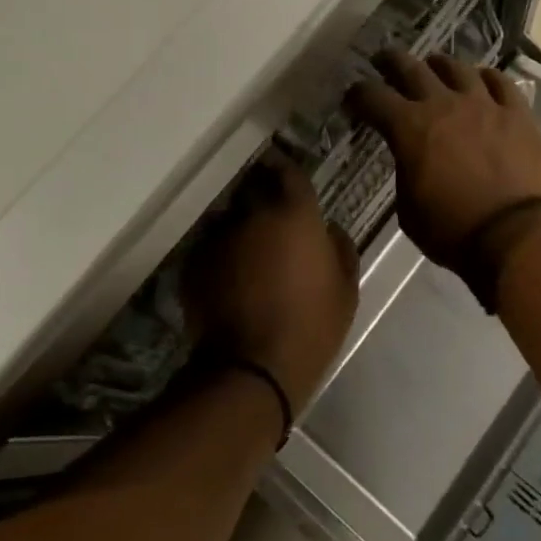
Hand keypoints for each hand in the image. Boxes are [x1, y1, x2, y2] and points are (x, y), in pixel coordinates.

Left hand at [181, 154, 359, 411]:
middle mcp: (252, 214)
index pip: (287, 171)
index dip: (286, 171)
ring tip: (246, 255)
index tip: (286, 177)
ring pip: (227, 220)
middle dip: (260, 199)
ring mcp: (218, 238)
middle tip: (271, 223)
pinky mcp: (194, 263)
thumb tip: (329, 229)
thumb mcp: (346, 289)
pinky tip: (227, 280)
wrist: (253, 368)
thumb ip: (340, 248)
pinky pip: (208, 249)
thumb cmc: (312, 325)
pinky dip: (218, 257)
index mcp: (294, 213)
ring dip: (237, 229)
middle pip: (253, 191)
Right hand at [346, 50, 540, 271]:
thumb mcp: (408, 209)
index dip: (358, 95)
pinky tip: (481, 81)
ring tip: (434, 67)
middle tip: (383, 60)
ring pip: (457, 68)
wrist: (516, 235)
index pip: (373, 97)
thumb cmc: (453, 231)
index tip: (353, 98)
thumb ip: (405, 173)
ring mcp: (484, 103)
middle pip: (411, 68)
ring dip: (439, 65)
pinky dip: (485, 78)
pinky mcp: (517, 113)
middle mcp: (443, 104)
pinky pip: (500, 82)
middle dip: (391, 62)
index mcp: (409, 127)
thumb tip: (410, 158)